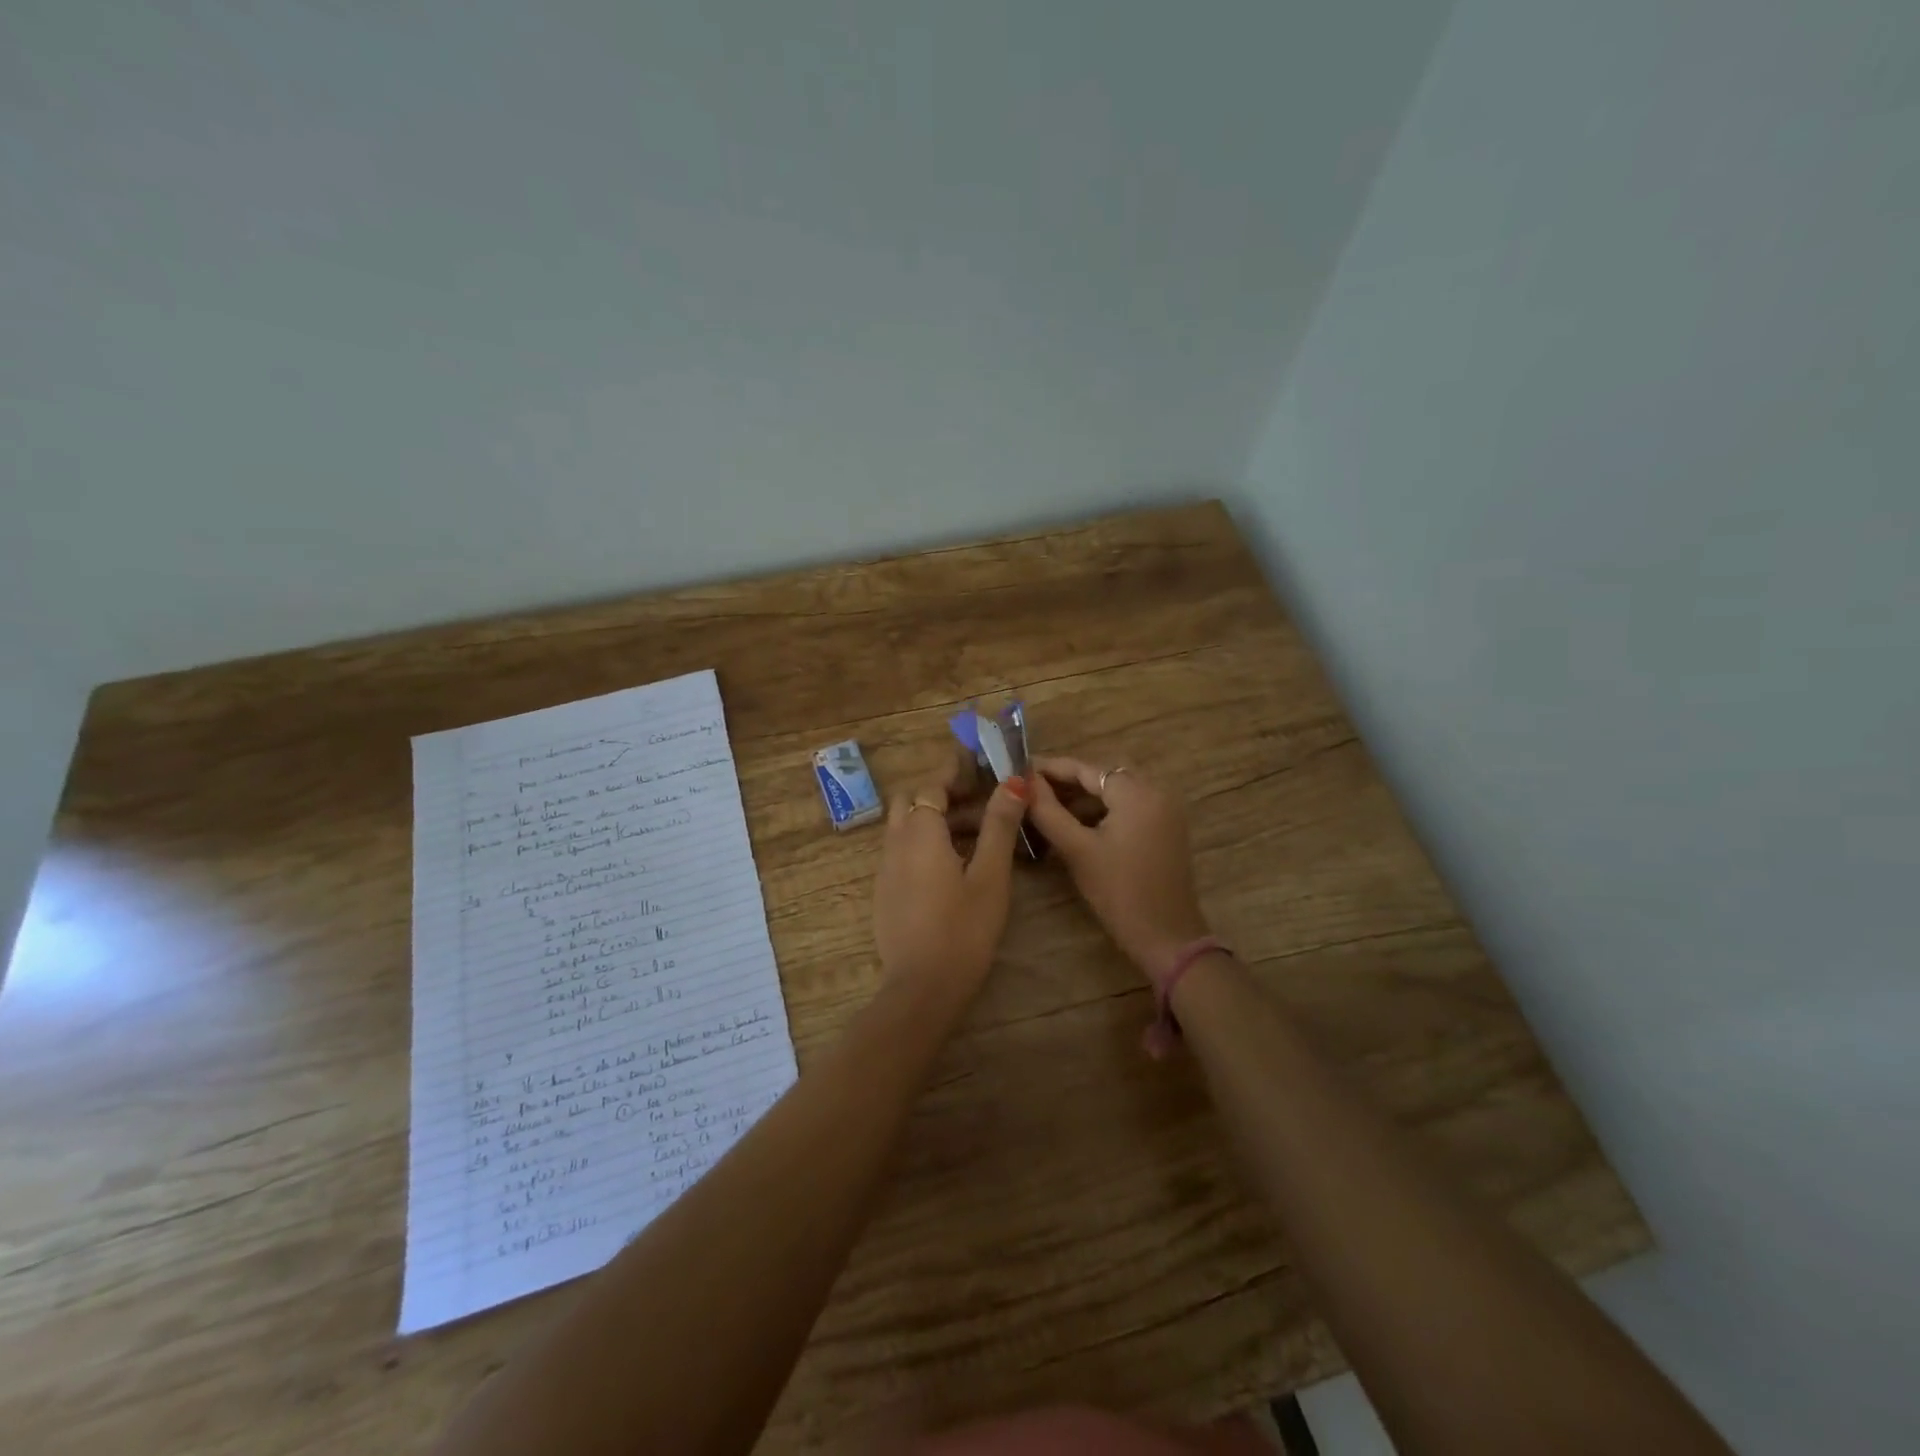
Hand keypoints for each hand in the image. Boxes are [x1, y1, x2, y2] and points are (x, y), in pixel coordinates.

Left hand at [873, 754, 1031, 999]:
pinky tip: (953, 871)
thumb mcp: (990, 875)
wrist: (921, 988)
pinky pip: (902, 854)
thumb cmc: (963, 929)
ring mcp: (885, 871)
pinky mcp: (885, 894)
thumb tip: (1013, 782)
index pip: (932, 786)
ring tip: (977, 839)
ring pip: (906, 829)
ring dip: (935, 823)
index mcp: (920, 832)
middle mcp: (895, 844)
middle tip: (979, 805)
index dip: (955, 772)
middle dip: (942, 796)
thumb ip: (999, 825)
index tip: (979, 765)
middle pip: (912, 803)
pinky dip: (925, 846)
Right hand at [1028, 757, 1210, 979]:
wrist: (1166, 937)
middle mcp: (1156, 791)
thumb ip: (1048, 812)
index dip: (1050, 768)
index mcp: (1137, 793)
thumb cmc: (1119, 892)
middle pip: (1103, 775)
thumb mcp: (1077, 850)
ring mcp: (1165, 810)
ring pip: (1116, 791)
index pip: (1086, 768)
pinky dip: (1103, 810)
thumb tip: (1024, 783)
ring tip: (1046, 807)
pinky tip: (1075, 824)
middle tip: (1030, 789)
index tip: (1019, 769)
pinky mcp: (1166, 828)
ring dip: (1083, 796)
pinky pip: (1129, 806)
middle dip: (1066, 781)